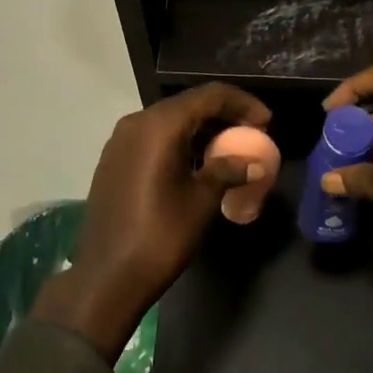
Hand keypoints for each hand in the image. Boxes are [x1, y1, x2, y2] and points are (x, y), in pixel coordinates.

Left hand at [33, 83, 270, 360]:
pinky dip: (179, 140)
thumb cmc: (160, 236)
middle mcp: (137, 121)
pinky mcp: (113, 158)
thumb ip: (227, 171)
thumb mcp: (201, 201)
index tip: (266, 121)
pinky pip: (153, 137)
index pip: (209, 96)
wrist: (106, 277)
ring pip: (169, 120)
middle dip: (223, 114)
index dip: (242, 103)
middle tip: (252, 132)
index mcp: (160, 125)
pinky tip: (195, 161)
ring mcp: (121, 139)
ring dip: (200, 128)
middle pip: (188, 104)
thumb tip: (252, 162)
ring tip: (228, 147)